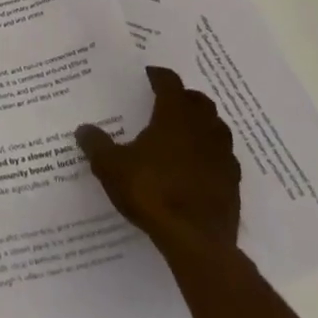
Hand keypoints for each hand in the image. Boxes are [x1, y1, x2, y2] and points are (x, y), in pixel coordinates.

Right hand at [76, 65, 241, 254]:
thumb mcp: (111, 167)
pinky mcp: (233, 183)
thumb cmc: (152, 192)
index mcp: (174, 117)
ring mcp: (223, 156)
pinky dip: (211, 154)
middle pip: (199, 102)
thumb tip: (83, 129)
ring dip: (202, 124)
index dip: (160, 76)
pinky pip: (224, 158)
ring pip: (217, 128)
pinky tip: (198, 166)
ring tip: (184, 133)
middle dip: (184, 97)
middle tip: (168, 102)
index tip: (150, 75)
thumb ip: (96, 145)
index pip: (170, 84)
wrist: (196, 242)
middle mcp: (202, 129)